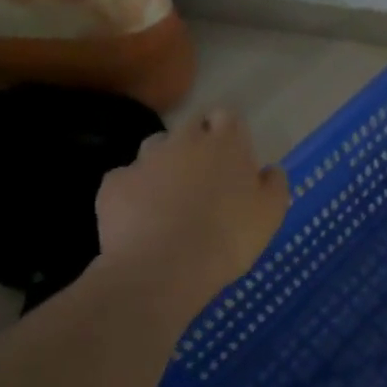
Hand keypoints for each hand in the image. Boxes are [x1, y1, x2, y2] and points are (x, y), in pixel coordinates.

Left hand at [95, 107, 287, 299]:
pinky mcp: (113, 184)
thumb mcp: (272, 213)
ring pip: (155, 147)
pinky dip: (134, 190)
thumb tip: (268, 170)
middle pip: (190, 125)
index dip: (229, 131)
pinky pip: (126, 178)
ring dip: (165, 162)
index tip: (233, 154)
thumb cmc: (229, 237)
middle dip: (197, 141)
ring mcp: (144, 160)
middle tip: (205, 175)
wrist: (163, 269)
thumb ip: (274, 183)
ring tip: (170, 195)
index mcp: (226, 143)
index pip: (226, 116)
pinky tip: (141, 216)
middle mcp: (184, 141)